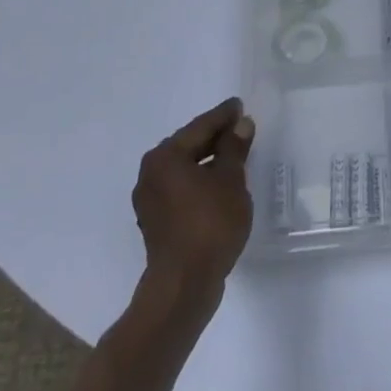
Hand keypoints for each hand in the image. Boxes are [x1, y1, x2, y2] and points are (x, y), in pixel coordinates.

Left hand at [132, 98, 254, 306]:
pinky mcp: (156, 222)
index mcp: (165, 157)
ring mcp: (150, 200)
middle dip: (215, 137)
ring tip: (234, 156)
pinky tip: (219, 185)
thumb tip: (241, 124)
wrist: (183, 285)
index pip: (200, 126)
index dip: (223, 116)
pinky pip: (181, 188)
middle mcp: (150, 173)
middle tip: (240, 128)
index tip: (240, 106)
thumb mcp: (230, 180)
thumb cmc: (209, 224)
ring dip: (208, 161)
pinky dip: (199, 181)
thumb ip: (234, 148)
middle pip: (188, 145)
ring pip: (184, 169)